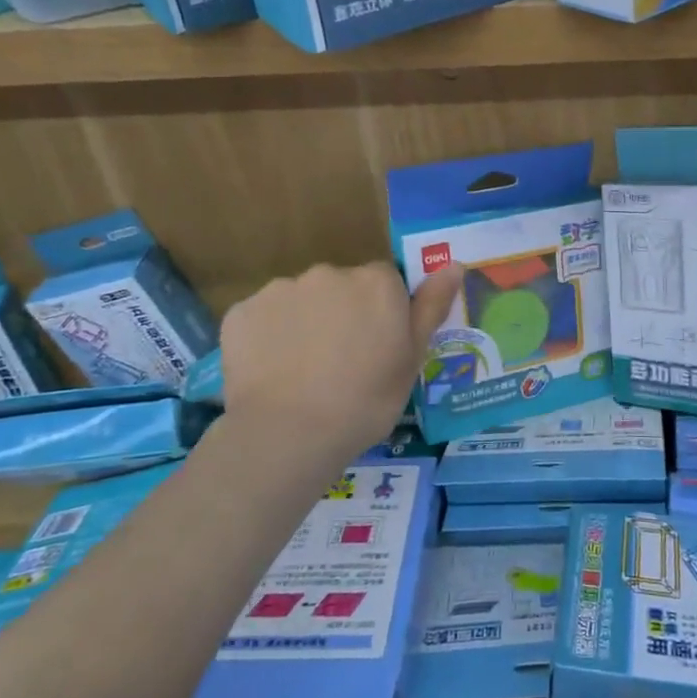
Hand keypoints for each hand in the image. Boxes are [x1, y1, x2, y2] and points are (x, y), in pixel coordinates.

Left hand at [219, 262, 460, 464]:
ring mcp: (281, 289)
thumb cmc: (365, 400)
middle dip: (342, 313)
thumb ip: (431, 306)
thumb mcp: (411, 359)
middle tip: (340, 362)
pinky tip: (272, 371)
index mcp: (376, 282)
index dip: (381, 313)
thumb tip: (454, 264)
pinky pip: (264, 317)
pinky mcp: (242, 311)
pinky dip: (269, 336)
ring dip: (305, 322)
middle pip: (341, 287)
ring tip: (302, 371)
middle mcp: (329, 273)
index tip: (376, 347)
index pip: (384, 282)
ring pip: (301, 300)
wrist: (289, 433)